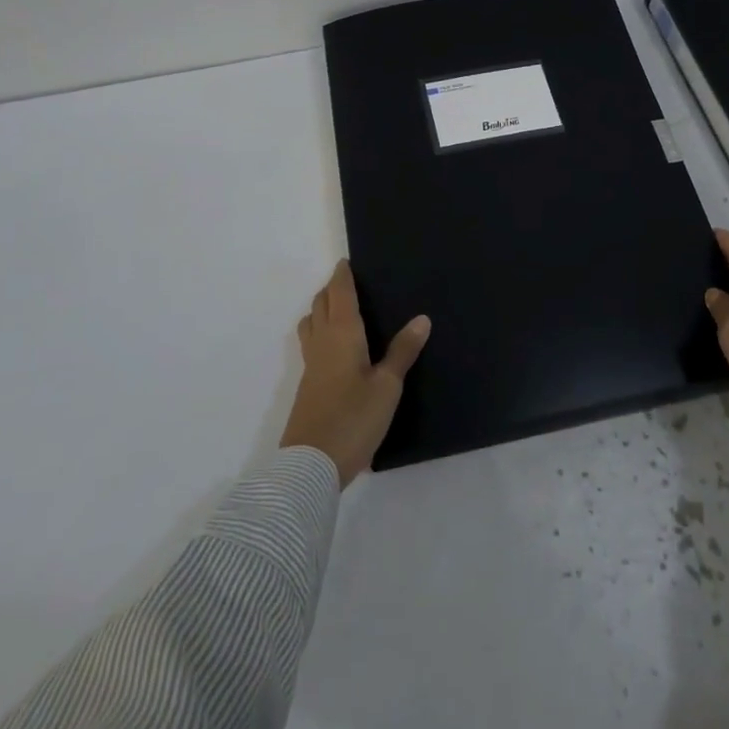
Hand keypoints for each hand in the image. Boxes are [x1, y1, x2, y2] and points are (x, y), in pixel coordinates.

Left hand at [280, 260, 430, 486]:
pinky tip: (335, 349)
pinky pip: (311, 344)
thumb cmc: (353, 419)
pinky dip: (320, 333)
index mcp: (342, 334)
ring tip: (339, 311)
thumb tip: (421, 318)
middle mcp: (322, 342)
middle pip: (320, 305)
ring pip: (310, 324)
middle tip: (348, 283)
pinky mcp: (307, 387)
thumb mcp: (387, 386)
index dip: (342, 276)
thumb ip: (402, 351)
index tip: (346, 262)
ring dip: (320, 310)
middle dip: (331, 290)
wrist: (310, 466)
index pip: (339, 293)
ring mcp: (311, 365)